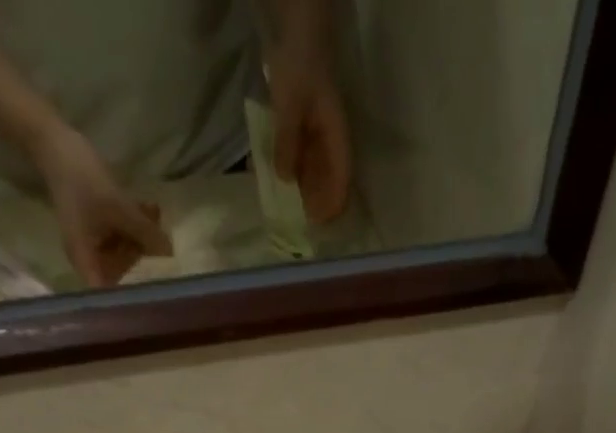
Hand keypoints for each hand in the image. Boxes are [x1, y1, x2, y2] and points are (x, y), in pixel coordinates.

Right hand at [30, 126, 171, 286]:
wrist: (54, 140)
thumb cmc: (81, 178)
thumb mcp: (119, 208)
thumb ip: (146, 233)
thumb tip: (171, 255)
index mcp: (86, 262)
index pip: (110, 297)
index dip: (132, 300)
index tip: (158, 298)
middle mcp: (89, 258)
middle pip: (122, 274)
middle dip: (144, 260)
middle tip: (164, 247)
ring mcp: (95, 242)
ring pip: (125, 252)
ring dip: (143, 238)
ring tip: (155, 216)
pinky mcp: (100, 227)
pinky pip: (122, 235)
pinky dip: (135, 226)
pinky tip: (150, 208)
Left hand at [267, 49, 350, 223]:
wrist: (295, 26)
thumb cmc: (299, 64)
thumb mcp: (291, 104)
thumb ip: (287, 142)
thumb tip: (285, 180)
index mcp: (336, 136)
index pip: (341, 177)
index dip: (334, 202)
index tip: (321, 223)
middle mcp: (329, 138)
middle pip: (327, 178)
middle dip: (316, 201)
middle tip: (301, 224)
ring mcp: (315, 132)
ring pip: (312, 169)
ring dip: (301, 188)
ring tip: (288, 209)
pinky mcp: (300, 125)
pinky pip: (296, 154)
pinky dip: (288, 167)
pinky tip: (274, 179)